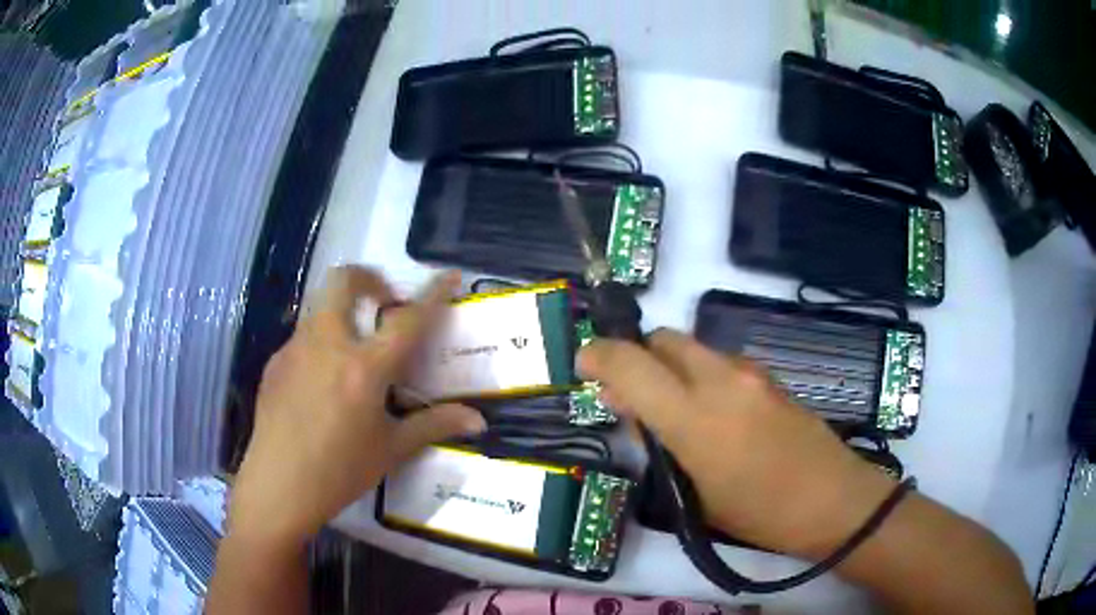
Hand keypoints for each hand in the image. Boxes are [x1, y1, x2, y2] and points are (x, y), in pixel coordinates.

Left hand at [229, 266, 486, 545]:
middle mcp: (328, 344)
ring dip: (342, 310)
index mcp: (364, 367)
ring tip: (353, 349)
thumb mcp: (391, 449)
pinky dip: (320, 342)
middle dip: (368, 278)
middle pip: (344, 280)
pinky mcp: (275, 362)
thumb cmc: (340, 471)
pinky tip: (321, 383)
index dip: (432, 293)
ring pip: (320, 305)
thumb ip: (434, 425)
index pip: (407, 320)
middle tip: (383, 304)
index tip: (448, 275)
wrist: (278, 486)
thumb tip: (478, 421)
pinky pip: (302, 337)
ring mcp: (296, 348)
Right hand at [578, 329, 895, 557]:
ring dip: (671, 368)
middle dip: (638, 357)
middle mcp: (721, 379)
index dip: (599, 356)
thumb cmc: (759, 513)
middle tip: (632, 397)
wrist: (833, 500)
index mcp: (695, 417)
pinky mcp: (770, 377)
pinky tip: (712, 413)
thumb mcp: (695, 493)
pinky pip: (721, 362)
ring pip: (693, 348)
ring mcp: (751, 373)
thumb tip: (636, 414)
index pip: (631, 363)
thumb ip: (660, 445)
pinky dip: (701, 375)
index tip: (584, 365)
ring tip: (673, 410)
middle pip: (664, 338)